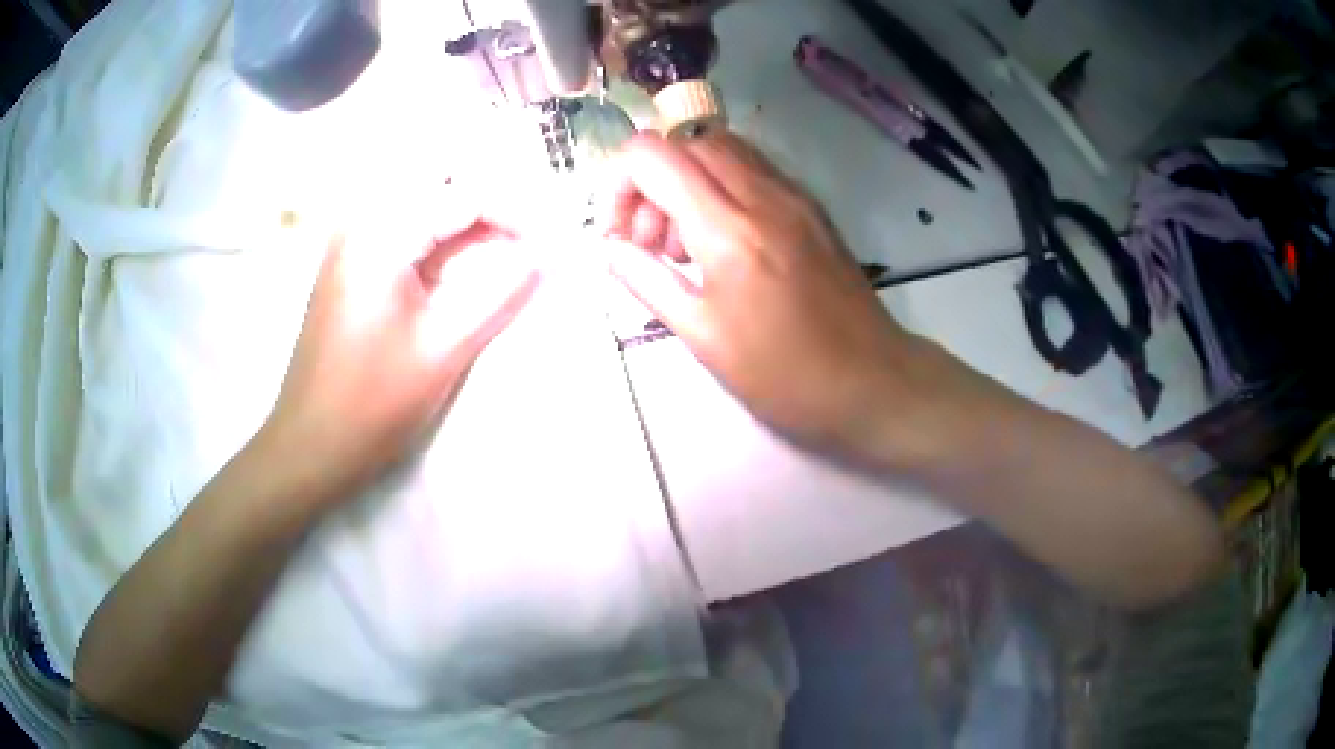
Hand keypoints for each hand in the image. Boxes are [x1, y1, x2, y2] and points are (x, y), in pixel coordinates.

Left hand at [259, 209, 540, 499]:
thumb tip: (547, 258)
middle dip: (487, 192)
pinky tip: (460, 256)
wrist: (309, 444)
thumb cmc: (374, 404)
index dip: (515, 213)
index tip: (550, 245)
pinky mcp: (348, 261)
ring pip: (417, 191)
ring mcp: (349, 239)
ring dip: (462, 206)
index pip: (464, 194)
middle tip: (523, 232)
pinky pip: (400, 220)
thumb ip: (500, 295)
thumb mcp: (444, 351)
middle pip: (435, 173)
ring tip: (502, 241)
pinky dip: (437, 227)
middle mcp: (361, 221)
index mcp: (382, 236)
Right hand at [600, 132, 951, 466]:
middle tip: (651, 243)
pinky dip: (720, 188)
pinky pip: (752, 170)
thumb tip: (609, 250)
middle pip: (685, 142)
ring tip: (685, 245)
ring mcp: (793, 196)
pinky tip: (723, 242)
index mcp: (729, 230)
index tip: (619, 234)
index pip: (652, 155)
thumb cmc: (786, 375)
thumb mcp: (705, 338)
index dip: (617, 182)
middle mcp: (762, 195)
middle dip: (651, 181)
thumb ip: (648, 282)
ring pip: (721, 149)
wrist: (874, 382)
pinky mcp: (811, 207)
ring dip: (686, 181)